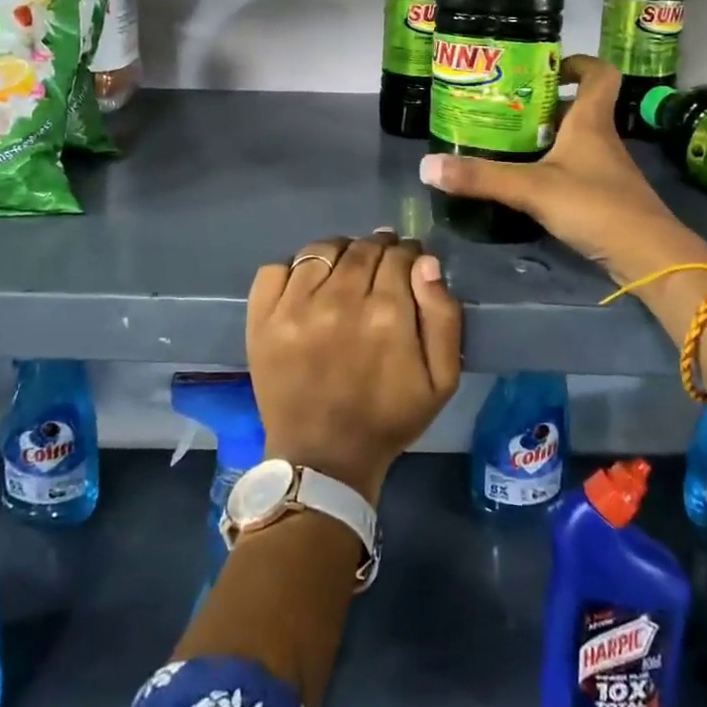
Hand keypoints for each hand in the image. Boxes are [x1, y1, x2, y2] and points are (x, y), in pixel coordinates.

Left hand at [247, 231, 462, 504]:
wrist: (324, 459)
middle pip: (362, 248)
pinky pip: (276, 267)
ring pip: (322, 249)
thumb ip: (443, 316)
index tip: (408, 263)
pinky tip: (308, 284)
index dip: (408, 254)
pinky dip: (294, 267)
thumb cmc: (388, 419)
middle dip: (377, 249)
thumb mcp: (442, 380)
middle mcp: (339, 300)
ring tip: (345, 269)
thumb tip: (426, 263)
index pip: (399, 255)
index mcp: (387, 314)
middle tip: (380, 265)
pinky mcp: (263, 318)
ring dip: (340, 252)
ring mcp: (295, 307)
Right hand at [419, 54, 706, 282]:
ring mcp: (605, 170)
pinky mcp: (603, 197)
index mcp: (591, 121)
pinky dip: (550, 169)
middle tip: (503, 109)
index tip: (545, 68)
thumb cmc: (595, 206)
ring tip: (503, 143)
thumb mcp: (531, 188)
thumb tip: (427, 166)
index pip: (598, 74)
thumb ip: (481, 177)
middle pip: (577, 107)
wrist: (648, 257)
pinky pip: (573, 170)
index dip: (577, 63)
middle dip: (542, 104)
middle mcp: (601, 139)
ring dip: (543, 138)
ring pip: (573, 141)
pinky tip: (524, 183)